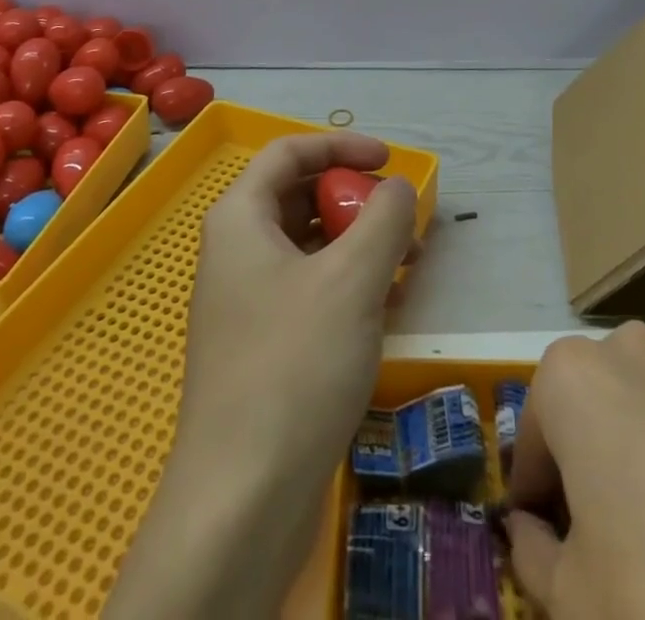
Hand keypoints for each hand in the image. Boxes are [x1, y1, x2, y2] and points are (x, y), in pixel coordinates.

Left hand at [105, 134, 417, 618]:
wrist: (242, 500)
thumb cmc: (295, 365)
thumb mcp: (352, 279)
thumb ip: (383, 218)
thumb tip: (398, 187)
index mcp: (240, 218)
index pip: (289, 153)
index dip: (340, 145)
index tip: (389, 160)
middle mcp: (235, 250)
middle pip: (299, 197)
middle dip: (354, 200)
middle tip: (403, 219)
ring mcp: (245, 301)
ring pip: (307, 247)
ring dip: (357, 244)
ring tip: (408, 264)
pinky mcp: (260, 345)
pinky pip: (307, 289)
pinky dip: (346, 284)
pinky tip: (385, 305)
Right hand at [506, 323, 644, 619]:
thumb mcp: (569, 602)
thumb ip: (533, 554)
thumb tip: (531, 533)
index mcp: (577, 376)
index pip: (532, 430)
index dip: (532, 490)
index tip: (541, 541)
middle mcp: (641, 353)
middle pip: (597, 404)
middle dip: (590, 458)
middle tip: (602, 542)